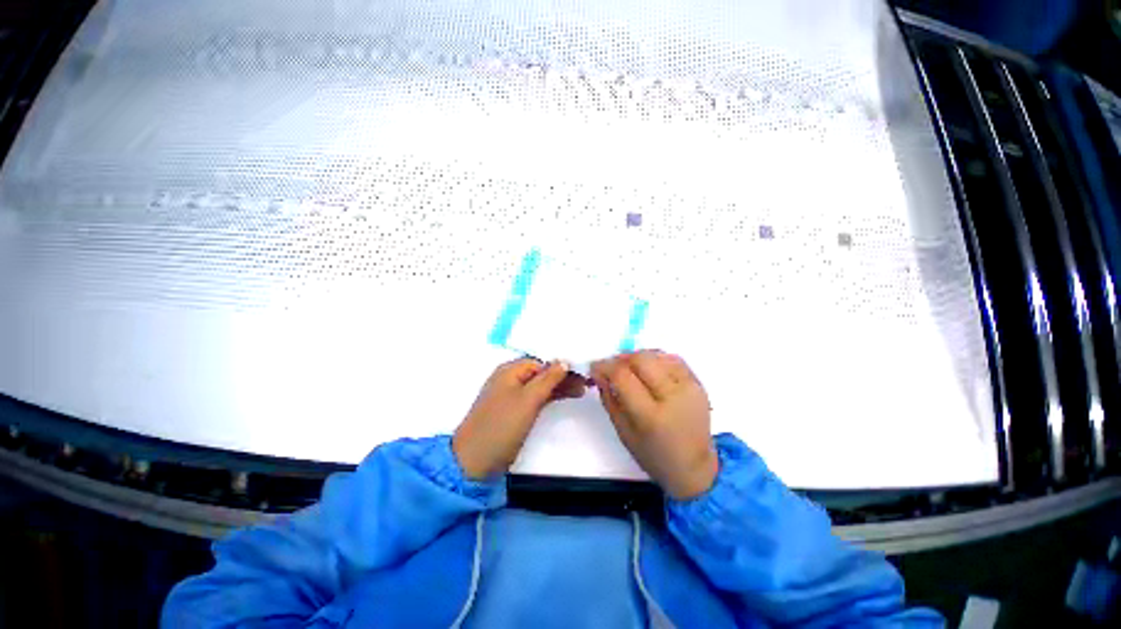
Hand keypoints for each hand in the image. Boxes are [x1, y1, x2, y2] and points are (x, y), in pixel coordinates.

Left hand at [454, 358, 586, 479]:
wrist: (474, 462)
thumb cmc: (502, 426)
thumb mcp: (527, 399)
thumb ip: (547, 379)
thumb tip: (563, 360)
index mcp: (510, 370)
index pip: (542, 361)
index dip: (562, 365)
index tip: (582, 371)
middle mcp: (510, 378)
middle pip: (542, 372)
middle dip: (563, 376)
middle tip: (586, 383)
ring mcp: (512, 395)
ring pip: (540, 385)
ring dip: (559, 386)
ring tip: (582, 390)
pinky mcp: (514, 411)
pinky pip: (536, 397)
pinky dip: (551, 396)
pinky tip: (566, 397)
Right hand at [591, 351, 717, 499]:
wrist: (694, 467)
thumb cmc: (653, 455)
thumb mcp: (623, 432)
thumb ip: (609, 399)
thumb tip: (599, 373)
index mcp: (651, 416)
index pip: (623, 376)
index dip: (605, 366)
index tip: (595, 367)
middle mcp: (673, 397)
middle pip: (641, 359)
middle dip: (621, 358)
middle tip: (612, 367)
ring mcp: (689, 388)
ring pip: (657, 355)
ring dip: (637, 357)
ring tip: (630, 368)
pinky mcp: (699, 384)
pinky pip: (673, 358)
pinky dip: (656, 358)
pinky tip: (649, 369)